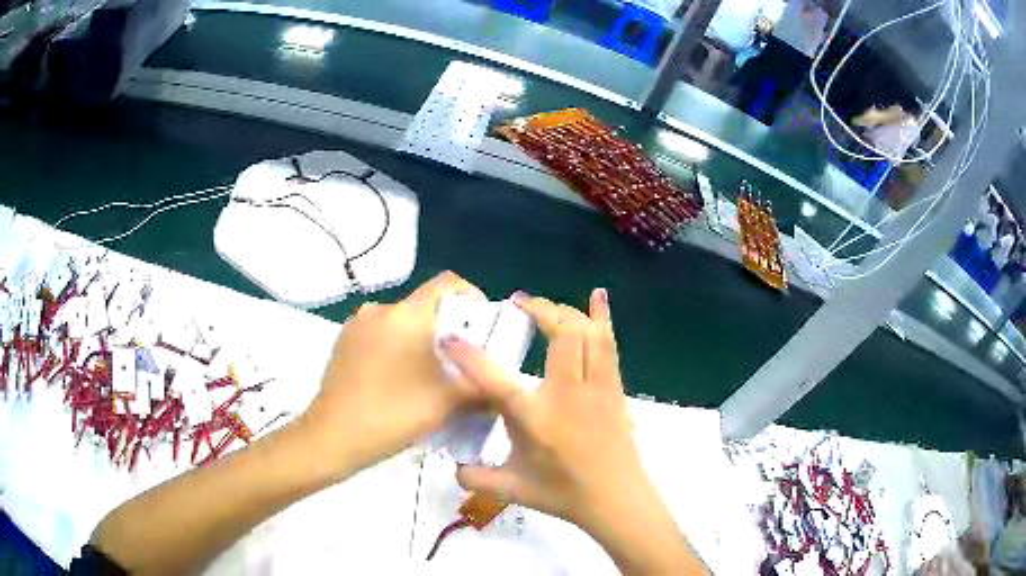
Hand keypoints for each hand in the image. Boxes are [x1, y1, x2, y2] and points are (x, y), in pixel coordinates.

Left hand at [299, 271, 485, 477]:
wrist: (332, 437)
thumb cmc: (393, 414)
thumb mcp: (447, 403)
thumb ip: (481, 387)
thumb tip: (501, 382)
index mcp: (407, 315)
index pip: (447, 283)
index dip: (471, 295)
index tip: (482, 324)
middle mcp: (380, 309)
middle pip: (424, 306)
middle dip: (447, 328)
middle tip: (460, 360)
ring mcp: (357, 325)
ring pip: (401, 323)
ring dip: (420, 340)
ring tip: (429, 375)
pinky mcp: (343, 342)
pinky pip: (379, 335)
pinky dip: (396, 348)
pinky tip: (398, 381)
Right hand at [443, 288, 646, 529]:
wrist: (615, 500)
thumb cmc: (564, 495)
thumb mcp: (512, 490)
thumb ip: (476, 478)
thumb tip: (454, 466)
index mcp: (536, 419)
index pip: (496, 381)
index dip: (469, 356)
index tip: (450, 338)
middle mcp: (568, 395)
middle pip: (562, 335)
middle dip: (538, 310)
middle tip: (517, 305)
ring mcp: (597, 388)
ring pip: (588, 333)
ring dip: (565, 311)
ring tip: (543, 306)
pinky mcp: (614, 388)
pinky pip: (609, 345)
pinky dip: (602, 317)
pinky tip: (598, 295)